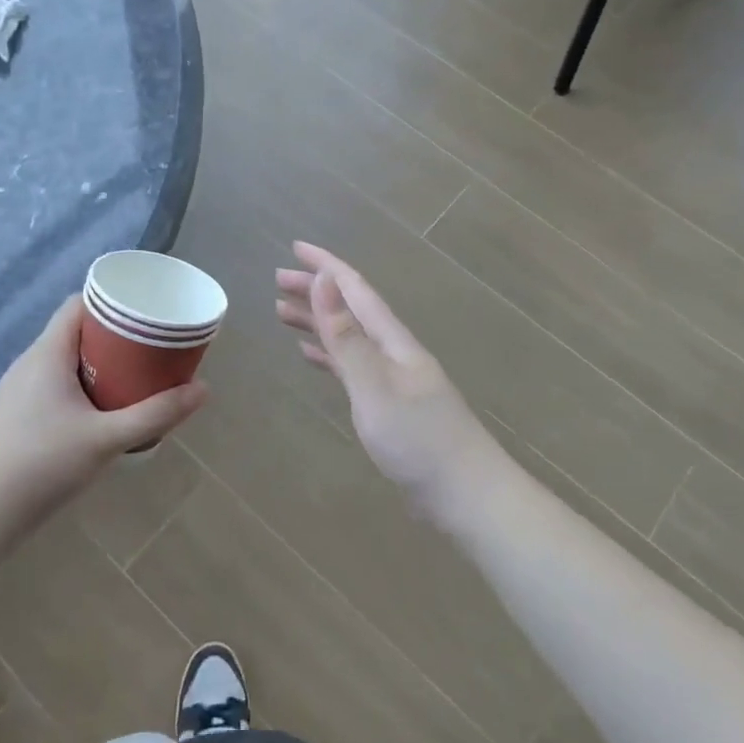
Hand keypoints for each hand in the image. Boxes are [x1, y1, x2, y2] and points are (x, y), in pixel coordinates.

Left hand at [0, 295, 207, 529]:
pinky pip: (54, 383)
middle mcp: (29, 363)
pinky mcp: (15, 415)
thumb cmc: (43, 464)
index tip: (145, 312)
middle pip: (75, 332)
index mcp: (47, 353)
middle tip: (150, 348)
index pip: (79, 305)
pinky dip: (81, 384)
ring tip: (132, 376)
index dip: (112, 302)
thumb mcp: (108, 438)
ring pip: (64, 360)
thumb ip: (156, 414)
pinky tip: (99, 411)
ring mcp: (18, 390)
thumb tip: (204, 390)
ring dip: (98, 363)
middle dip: (113, 336)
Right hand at [275, 242, 503, 520]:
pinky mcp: (389, 405)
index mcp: (393, 341)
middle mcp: (393, 352)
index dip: (326, 266)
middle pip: (350, 310)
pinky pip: (351, 367)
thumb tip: (325, 280)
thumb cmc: (419, 440)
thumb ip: (347, 336)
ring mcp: (392, 379)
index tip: (295, 247)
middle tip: (277, 280)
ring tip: (282, 312)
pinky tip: (311, 356)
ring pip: (348, 337)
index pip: (355, 290)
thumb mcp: (374, 386)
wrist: (466, 495)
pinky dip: (329, 355)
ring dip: (318, 321)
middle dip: (316, 291)